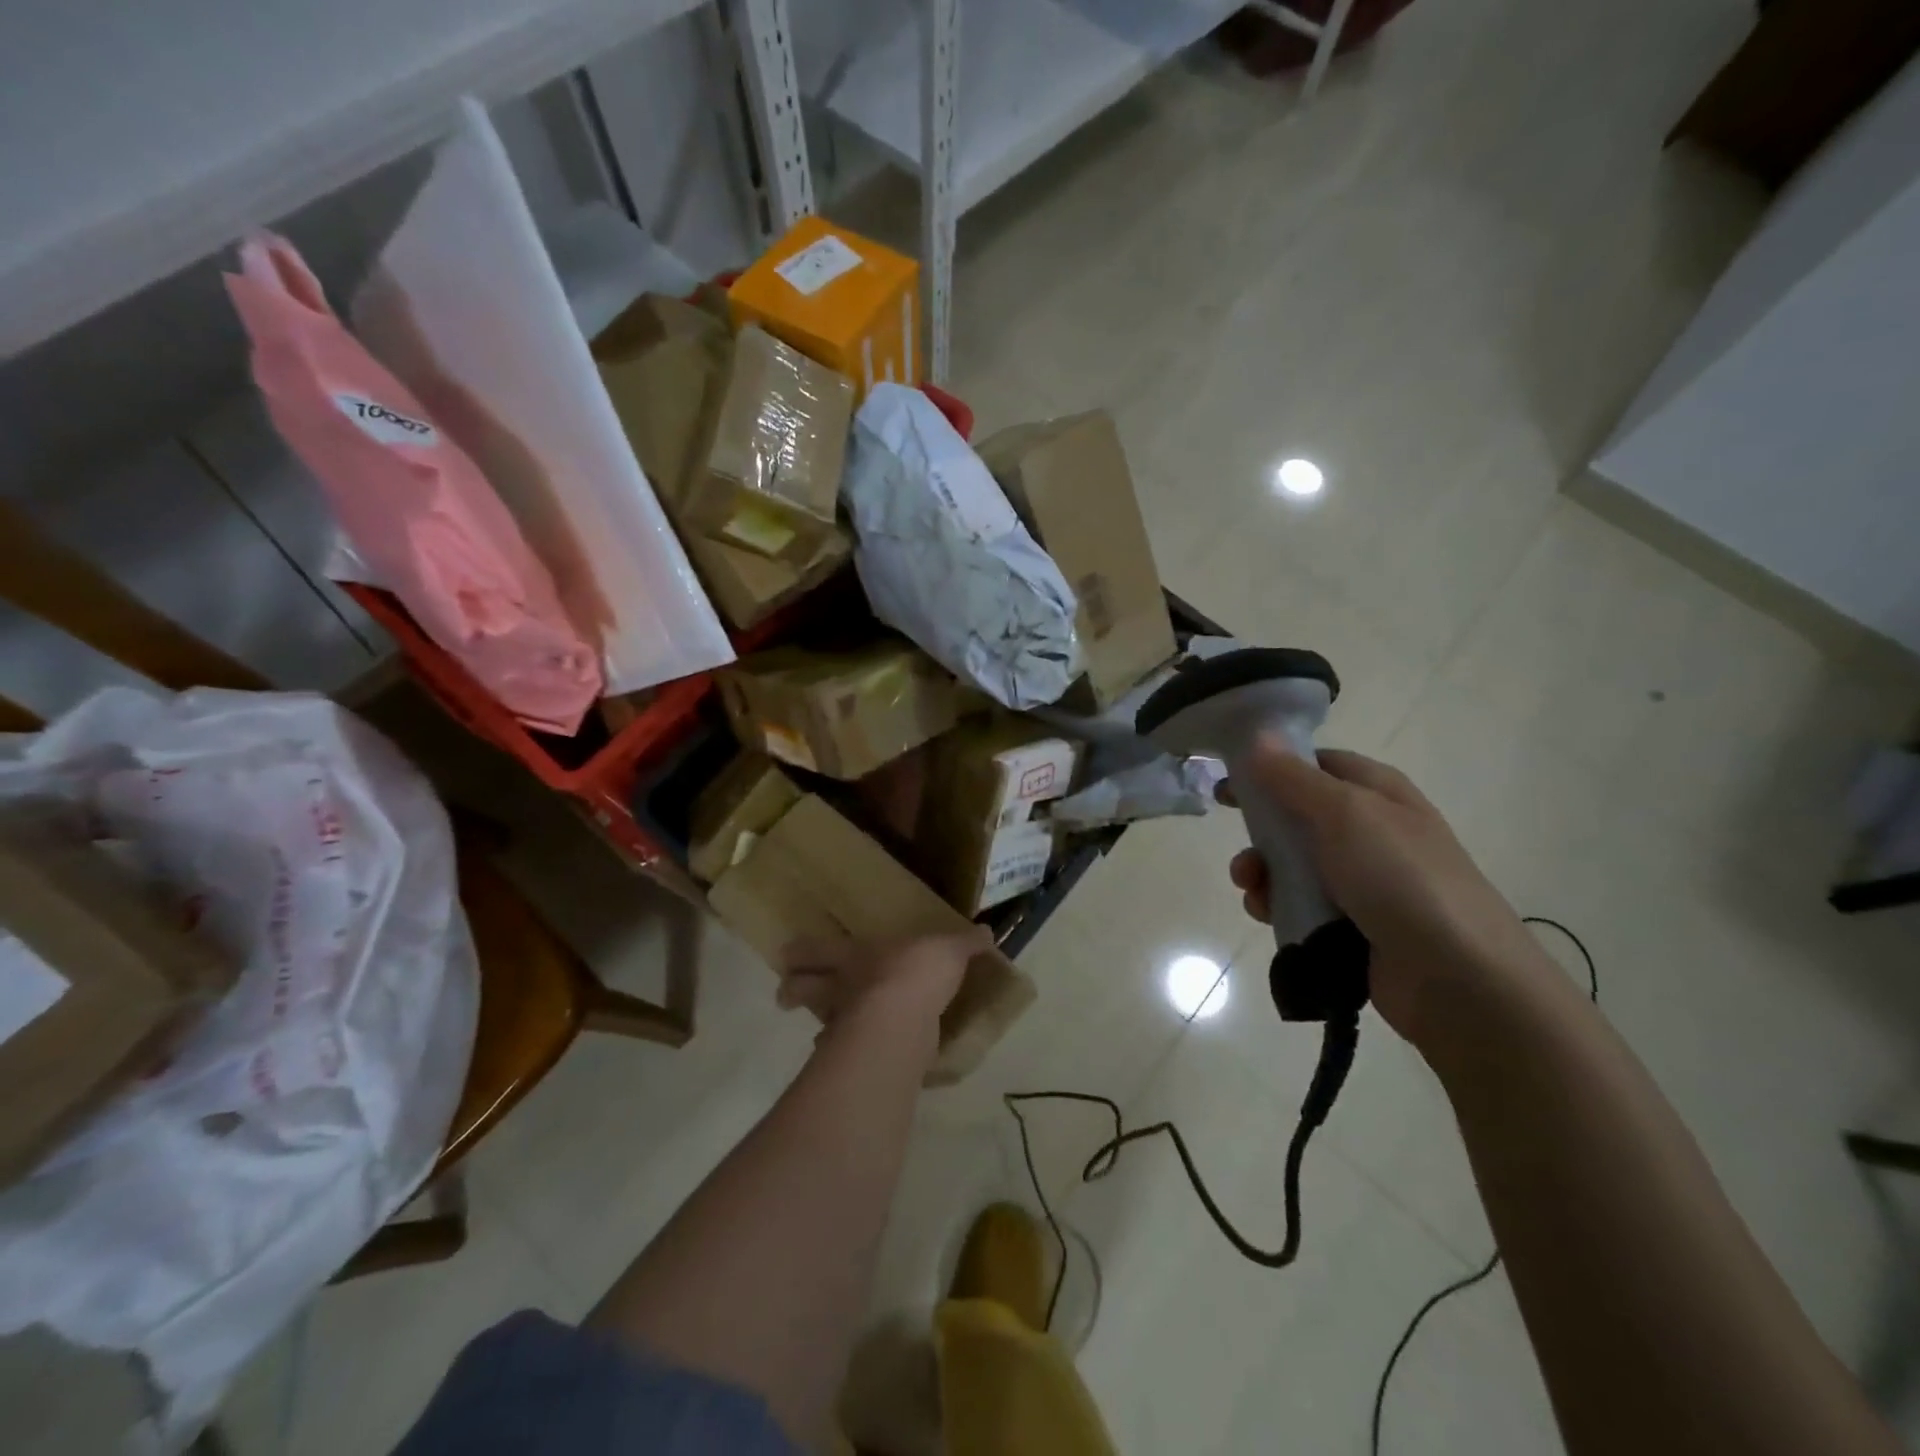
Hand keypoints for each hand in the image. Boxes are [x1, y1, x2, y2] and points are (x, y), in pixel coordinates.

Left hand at [778, 929, 991, 1038]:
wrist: (902, 1022)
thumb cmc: (917, 972)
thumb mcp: (949, 950)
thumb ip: (966, 944)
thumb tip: (987, 932)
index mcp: (857, 955)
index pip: (818, 949)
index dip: (802, 951)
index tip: (786, 954)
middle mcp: (842, 987)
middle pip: (804, 988)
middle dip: (793, 990)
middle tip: (784, 996)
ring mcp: (843, 1025)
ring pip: (819, 1022)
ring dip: (819, 1027)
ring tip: (819, 1035)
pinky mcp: (855, 1058)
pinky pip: (844, 1056)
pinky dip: (844, 1059)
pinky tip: (851, 1063)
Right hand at [1224, 742, 1546, 1043]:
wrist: (1458, 979)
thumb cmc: (1401, 878)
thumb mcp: (1345, 814)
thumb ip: (1293, 777)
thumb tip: (1258, 736)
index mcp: (1377, 792)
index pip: (1315, 764)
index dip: (1270, 768)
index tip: (1228, 784)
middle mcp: (1370, 831)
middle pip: (1297, 817)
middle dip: (1260, 831)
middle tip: (1238, 844)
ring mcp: (1363, 880)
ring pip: (1293, 865)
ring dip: (1263, 873)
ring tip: (1251, 889)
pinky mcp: (1352, 924)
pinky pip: (1300, 905)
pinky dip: (1278, 906)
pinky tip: (1267, 915)